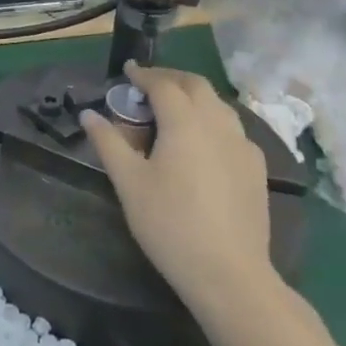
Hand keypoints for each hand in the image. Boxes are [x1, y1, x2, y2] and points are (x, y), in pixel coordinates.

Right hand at [81, 61, 278, 311]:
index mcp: (185, 121)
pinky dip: (212, 121)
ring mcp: (243, 145)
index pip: (163, 84)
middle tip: (148, 85)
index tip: (127, 71)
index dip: (143, 75)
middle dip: (171, 79)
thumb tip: (89, 115)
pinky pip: (232, 129)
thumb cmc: (170, 224)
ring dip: (194, 98)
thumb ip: (109, 143)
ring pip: (218, 105)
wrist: (230, 274)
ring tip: (173, 111)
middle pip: (196, 85)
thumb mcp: (129, 183)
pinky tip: (202, 144)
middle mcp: (218, 123)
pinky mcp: (257, 168)